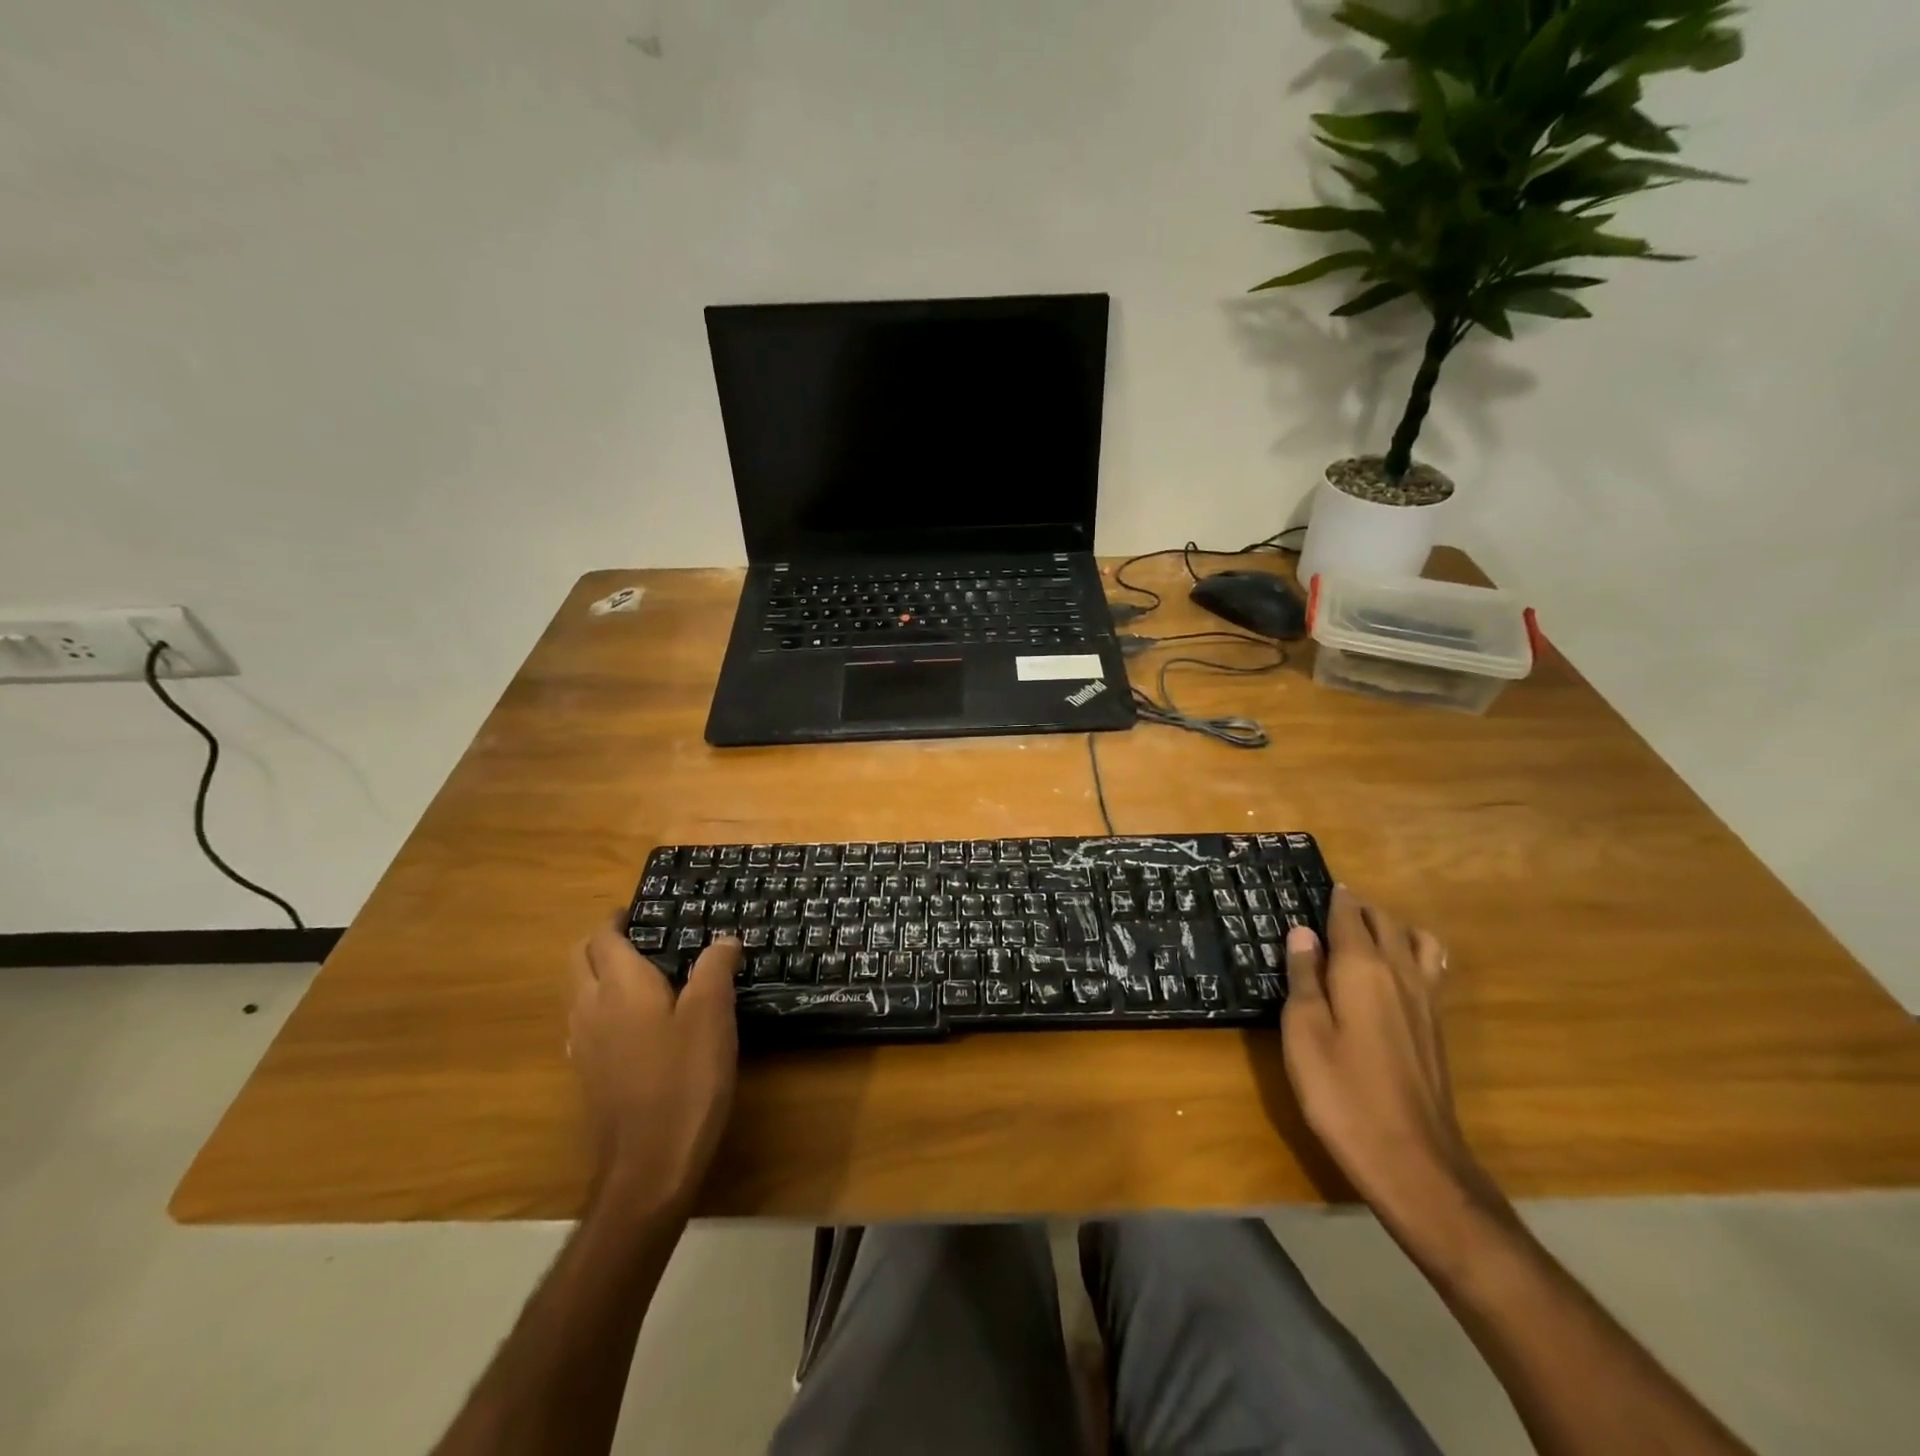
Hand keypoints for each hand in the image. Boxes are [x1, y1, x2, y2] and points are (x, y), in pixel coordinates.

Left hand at [567, 918, 739, 1215]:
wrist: (649, 1164)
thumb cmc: (685, 1079)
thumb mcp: (713, 1015)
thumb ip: (716, 968)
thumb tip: (724, 939)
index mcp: (619, 986)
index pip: (603, 937)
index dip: (618, 918)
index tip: (641, 910)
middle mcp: (591, 1008)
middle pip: (578, 959)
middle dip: (600, 941)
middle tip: (640, 936)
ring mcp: (583, 1045)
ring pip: (577, 992)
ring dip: (597, 973)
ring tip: (641, 973)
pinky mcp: (587, 1075)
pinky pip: (584, 1023)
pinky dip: (600, 1006)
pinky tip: (633, 1023)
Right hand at [1281, 886, 1491, 1223]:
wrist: (1411, 1159)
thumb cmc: (1341, 1091)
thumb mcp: (1304, 1031)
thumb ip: (1304, 977)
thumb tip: (1303, 932)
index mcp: (1362, 969)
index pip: (1349, 917)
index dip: (1334, 900)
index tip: (1319, 888)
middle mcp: (1401, 974)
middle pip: (1385, 922)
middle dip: (1360, 908)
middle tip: (1331, 909)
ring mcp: (1426, 1002)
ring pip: (1417, 942)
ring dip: (1393, 928)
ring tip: (1366, 936)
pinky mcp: (1437, 1029)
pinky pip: (1431, 969)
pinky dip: (1414, 954)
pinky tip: (1395, 975)